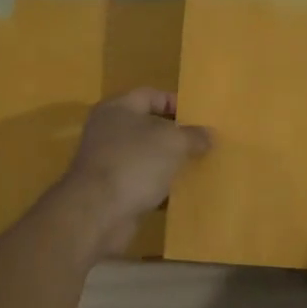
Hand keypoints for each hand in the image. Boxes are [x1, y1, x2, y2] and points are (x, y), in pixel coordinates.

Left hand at [59, 88, 211, 257]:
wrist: (98, 213)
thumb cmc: (135, 163)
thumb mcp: (173, 142)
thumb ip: (193, 135)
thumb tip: (208, 135)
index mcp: (118, 109)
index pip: (151, 95)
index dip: (176, 103)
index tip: (200, 117)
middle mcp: (108, 131)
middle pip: (148, 126)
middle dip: (175, 135)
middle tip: (203, 142)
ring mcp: (108, 162)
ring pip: (146, 157)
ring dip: (169, 163)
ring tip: (197, 167)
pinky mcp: (111, 190)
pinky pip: (141, 183)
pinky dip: (159, 187)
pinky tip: (181, 194)